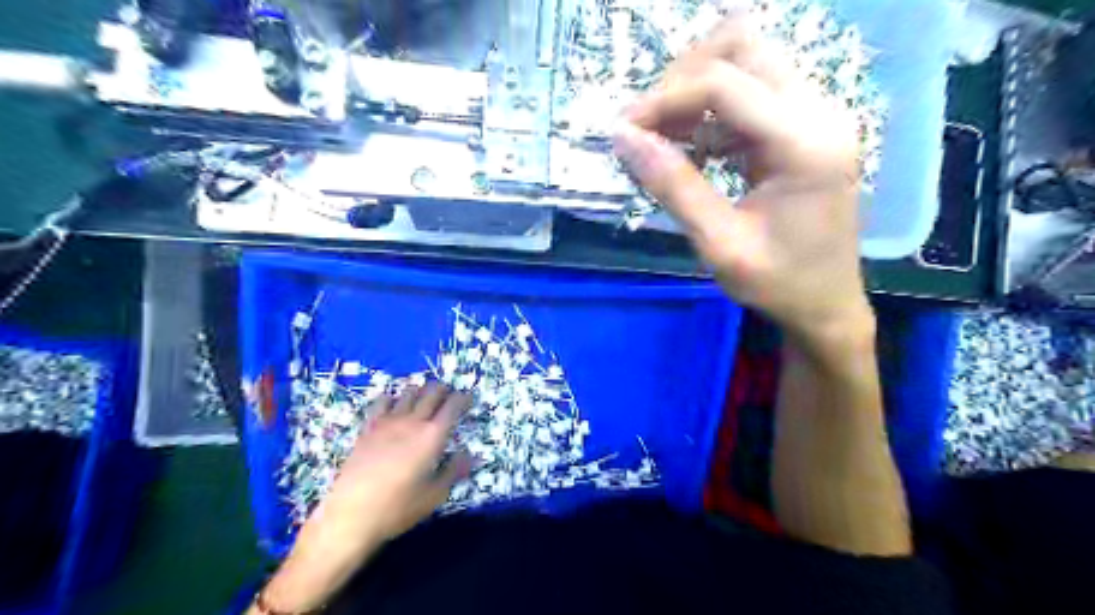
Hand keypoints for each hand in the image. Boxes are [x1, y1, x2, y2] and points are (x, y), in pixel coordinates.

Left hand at [265, 382, 474, 611]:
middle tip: (449, 394)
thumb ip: (454, 471)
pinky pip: (382, 402)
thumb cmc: (398, 508)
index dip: (463, 398)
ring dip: (420, 391)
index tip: (468, 398)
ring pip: (408, 393)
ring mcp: (388, 422)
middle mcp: (412, 422)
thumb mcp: (434, 495)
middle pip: (431, 393)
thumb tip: (470, 455)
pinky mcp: (368, 428)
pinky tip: (393, 404)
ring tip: (424, 397)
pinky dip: (393, 398)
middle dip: (444, 389)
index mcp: (432, 436)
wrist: (351, 515)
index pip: (453, 406)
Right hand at [615, 18, 873, 349]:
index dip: (665, 99)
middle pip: (742, 46)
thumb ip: (673, 186)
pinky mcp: (805, 126)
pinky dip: (712, 111)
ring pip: (746, 61)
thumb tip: (622, 138)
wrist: (826, 305)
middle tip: (648, 126)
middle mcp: (819, 111)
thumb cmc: (777, 284)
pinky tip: (692, 148)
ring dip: (695, 90)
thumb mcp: (719, 244)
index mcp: (805, 143)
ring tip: (663, 138)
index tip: (624, 130)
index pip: (724, 84)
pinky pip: (751, 92)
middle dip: (682, 78)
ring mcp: (817, 114)